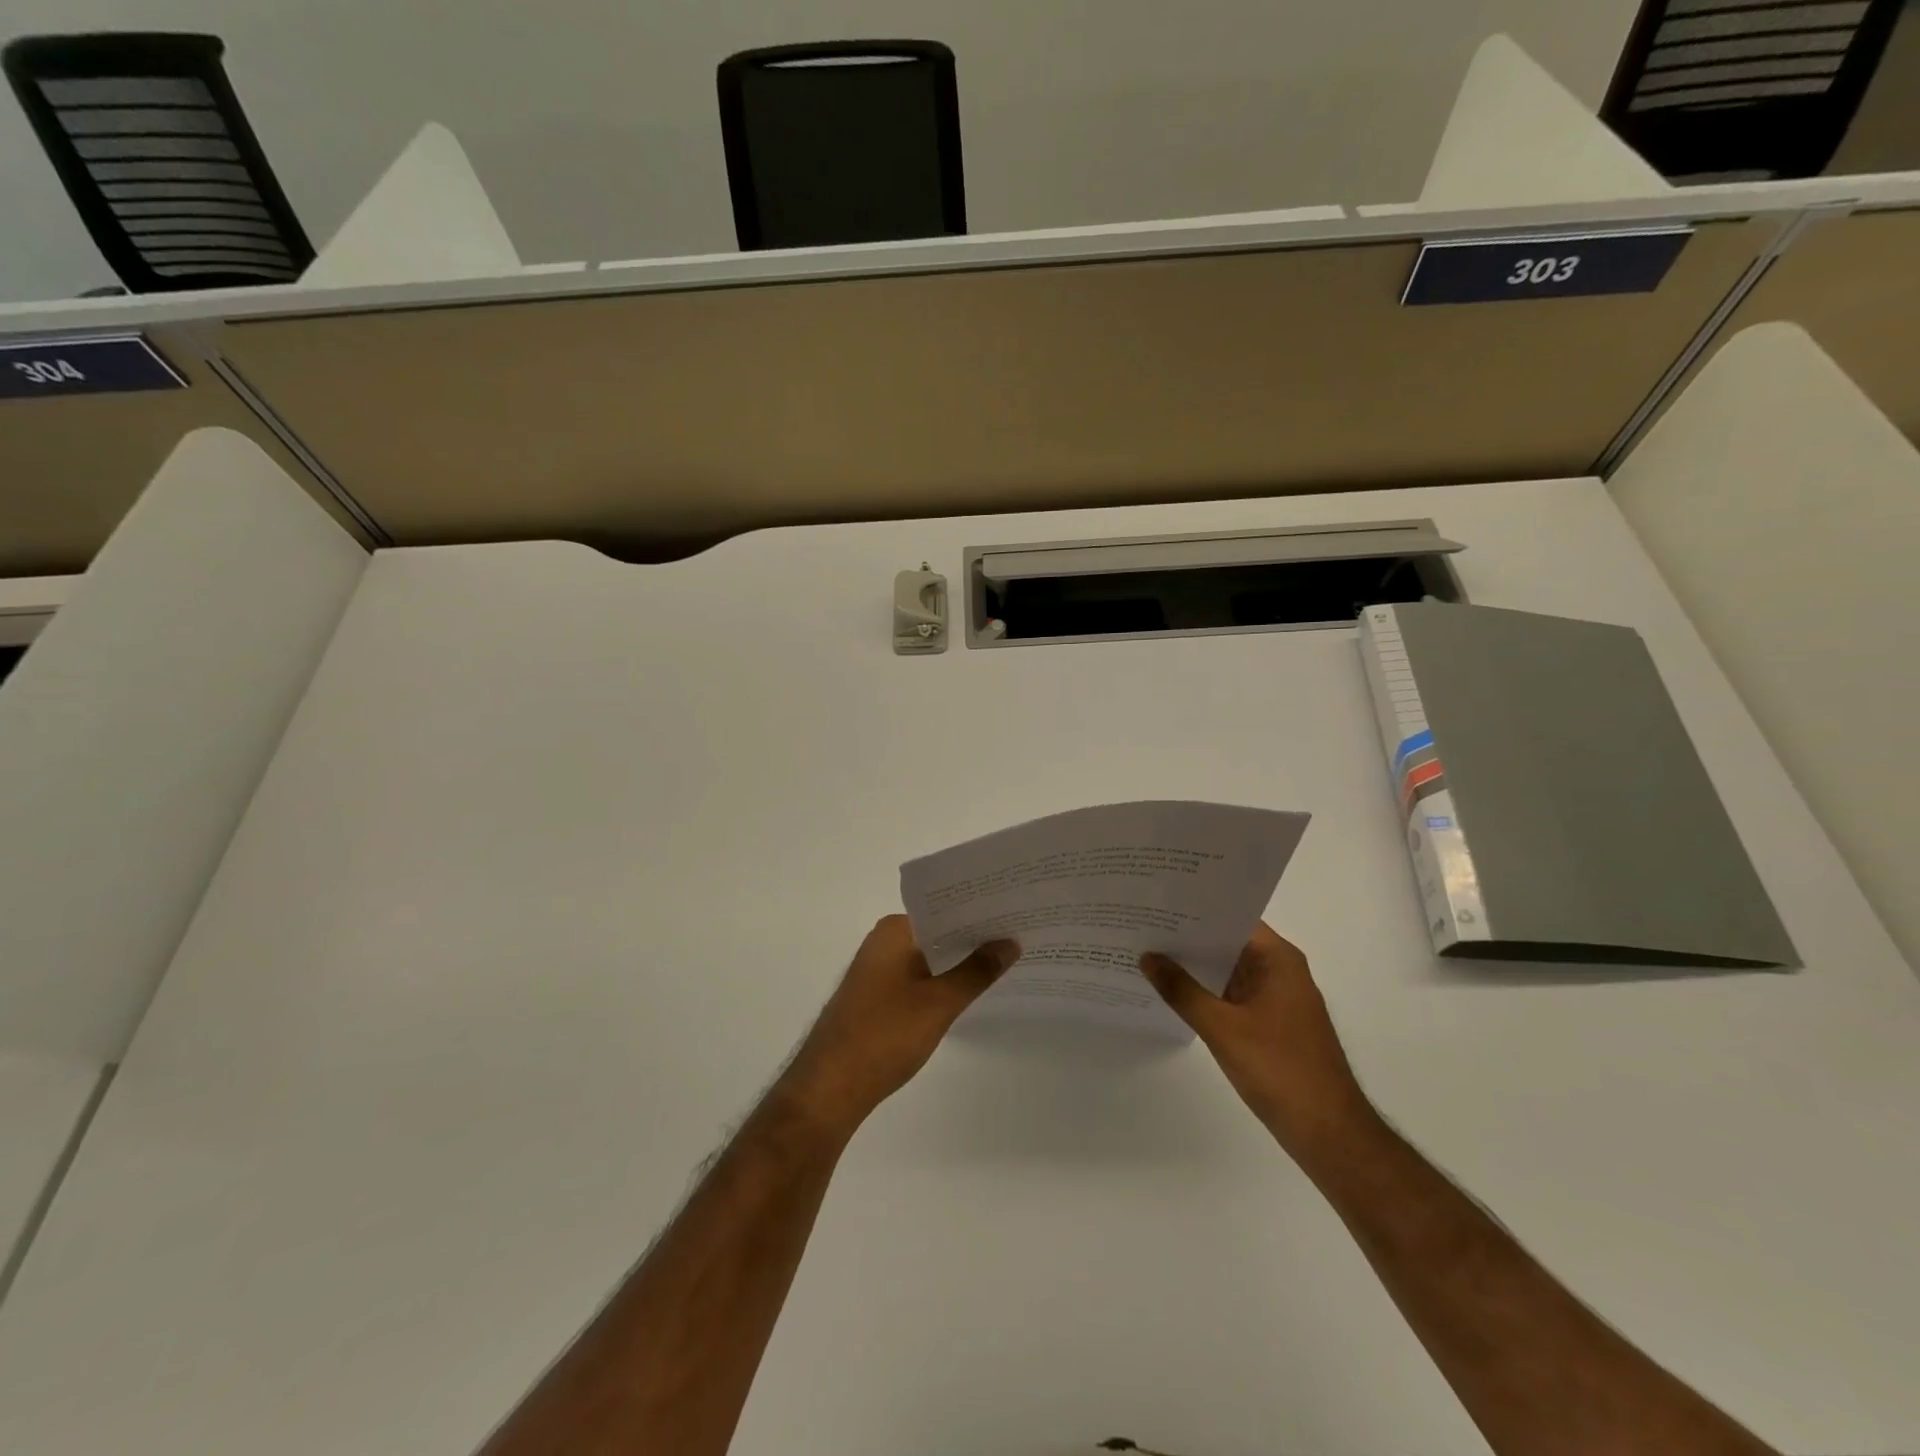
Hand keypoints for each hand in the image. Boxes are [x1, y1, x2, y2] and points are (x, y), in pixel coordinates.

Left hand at [777, 916, 1018, 1138]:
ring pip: (930, 957)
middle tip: (1021, 937)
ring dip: (960, 962)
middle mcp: (883, 941)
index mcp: (894, 930)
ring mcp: (878, 970)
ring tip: (1006, 962)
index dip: (981, 912)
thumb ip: (977, 971)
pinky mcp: (877, 997)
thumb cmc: (884, 1035)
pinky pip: (919, 978)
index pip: (946, 909)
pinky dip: (943, 982)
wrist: (830, 1087)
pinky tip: (970, 992)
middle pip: (938, 932)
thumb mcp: (939, 1003)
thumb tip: (1010, 942)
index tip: (1017, 914)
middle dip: (975, 938)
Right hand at [1142, 922, 1373, 1157]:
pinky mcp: (1270, 1024)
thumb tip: (1148, 957)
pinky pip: (1231, 995)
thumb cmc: (1281, 1070)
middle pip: (1227, 942)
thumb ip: (1182, 990)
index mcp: (1278, 960)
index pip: (1232, 918)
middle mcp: (1280, 971)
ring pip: (1227, 970)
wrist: (1329, 1134)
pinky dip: (1204, 992)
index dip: (1195, 909)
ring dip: (1194, 966)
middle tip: (1141, 924)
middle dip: (1187, 937)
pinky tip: (1170, 992)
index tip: (1157, 901)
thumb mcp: (1223, 1028)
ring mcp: (1276, 999)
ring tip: (1146, 952)